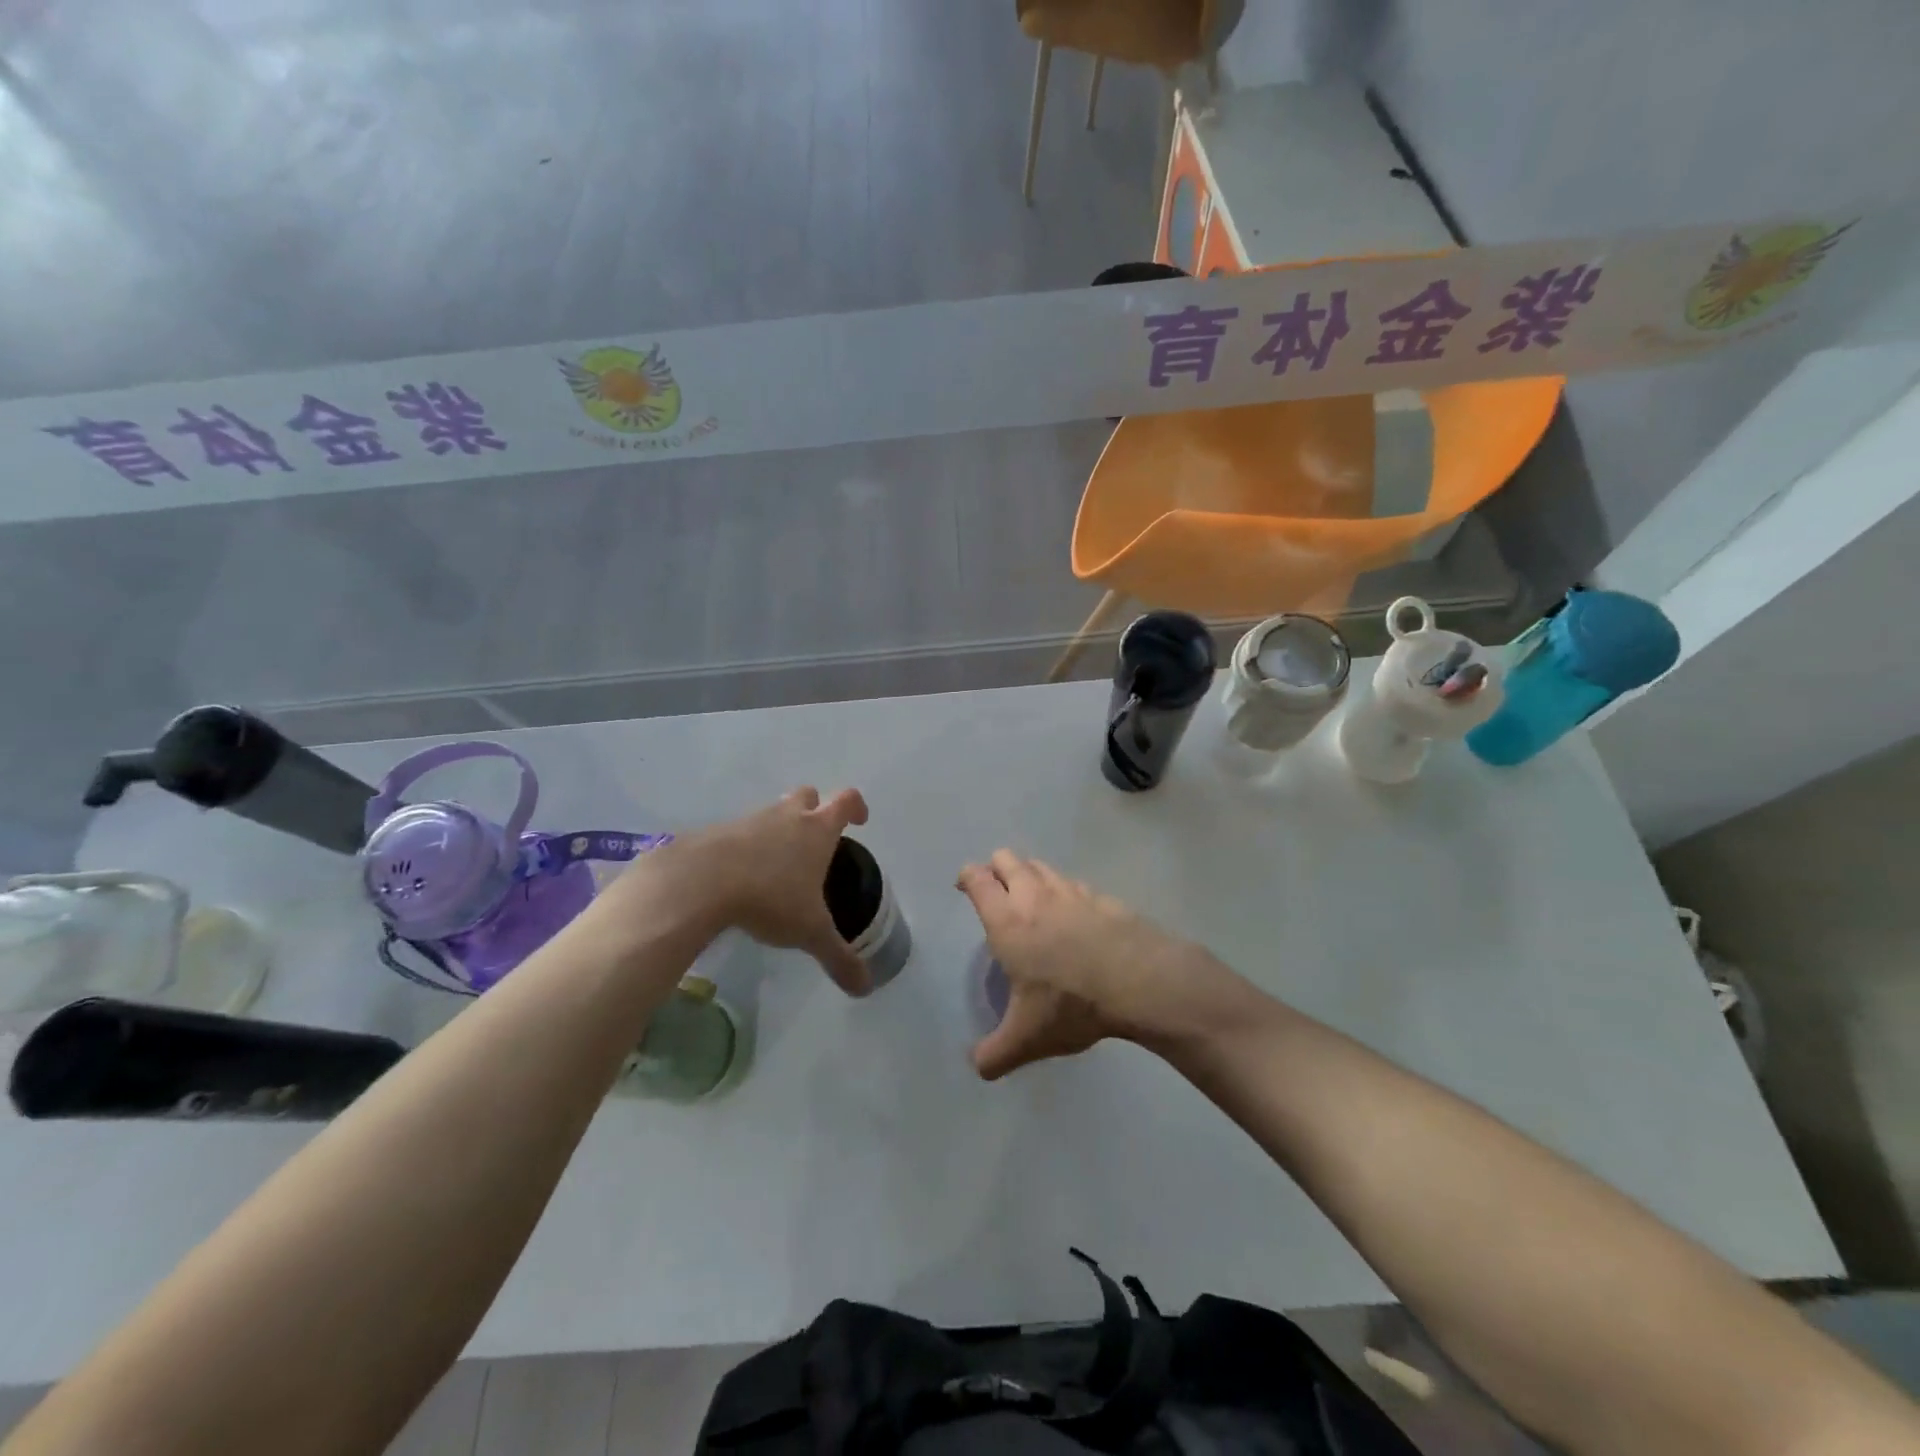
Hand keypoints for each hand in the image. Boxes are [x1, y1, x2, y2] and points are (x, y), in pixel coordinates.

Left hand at [630, 787, 873, 995]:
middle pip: (807, 796)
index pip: (845, 800)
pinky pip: (740, 832)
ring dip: (778, 829)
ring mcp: (750, 820)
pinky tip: (740, 877)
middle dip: (814, 810)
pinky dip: (746, 847)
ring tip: (777, 866)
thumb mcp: (809, 932)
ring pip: (772, 813)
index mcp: (817, 830)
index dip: (856, 806)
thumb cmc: (769, 898)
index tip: (859, 820)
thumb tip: (866, 987)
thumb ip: (839, 957)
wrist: (699, 882)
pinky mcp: (718, 831)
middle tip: (815, 840)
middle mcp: (786, 816)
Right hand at [956, 850, 1227, 1078]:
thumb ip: (995, 1054)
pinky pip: (1073, 883)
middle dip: (996, 868)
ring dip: (1029, 875)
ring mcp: (1071, 891)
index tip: (964, 887)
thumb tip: (977, 1068)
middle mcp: (1034, 896)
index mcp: (1007, 921)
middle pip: (1006, 858)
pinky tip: (1072, 916)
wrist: (1140, 982)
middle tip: (995, 892)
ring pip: (1040, 865)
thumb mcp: (1027, 1039)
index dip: (967, 877)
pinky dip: (1064, 891)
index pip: (978, 879)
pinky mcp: (1101, 897)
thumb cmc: (1071, 1004)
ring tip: (1031, 900)